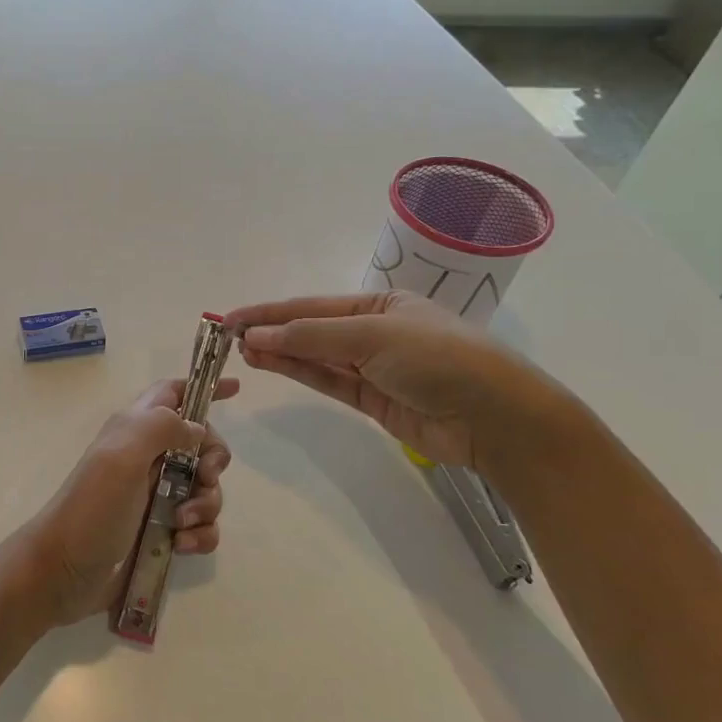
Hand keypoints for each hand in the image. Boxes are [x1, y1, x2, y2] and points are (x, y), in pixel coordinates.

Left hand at [17, 377, 238, 627]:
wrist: (65, 572)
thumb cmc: (92, 507)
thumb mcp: (122, 454)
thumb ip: (162, 427)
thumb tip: (197, 429)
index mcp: (134, 429)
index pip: (172, 393)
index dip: (203, 388)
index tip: (236, 390)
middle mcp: (147, 458)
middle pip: (201, 444)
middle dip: (213, 460)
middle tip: (204, 476)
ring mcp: (155, 496)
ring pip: (205, 489)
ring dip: (205, 505)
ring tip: (181, 523)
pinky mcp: (162, 532)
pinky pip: (201, 526)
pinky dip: (200, 534)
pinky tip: (182, 546)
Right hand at [225, 290, 566, 471]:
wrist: (494, 418)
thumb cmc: (438, 358)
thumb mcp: (372, 335)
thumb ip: (310, 337)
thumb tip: (255, 337)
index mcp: (380, 304)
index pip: (312, 305)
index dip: (269, 311)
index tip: (230, 318)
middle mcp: (374, 331)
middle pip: (310, 329)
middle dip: (270, 330)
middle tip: (227, 337)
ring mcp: (373, 367)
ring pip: (314, 357)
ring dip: (279, 352)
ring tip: (240, 350)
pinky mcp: (372, 399)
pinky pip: (327, 380)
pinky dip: (298, 372)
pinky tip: (270, 363)